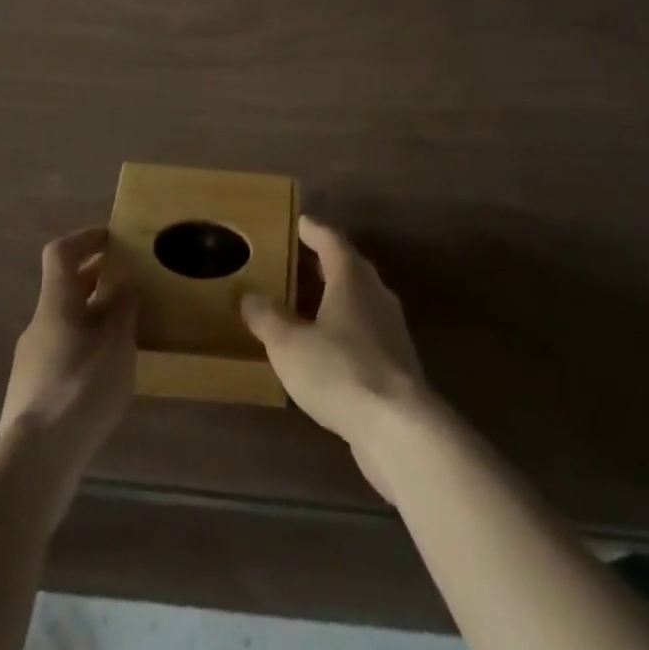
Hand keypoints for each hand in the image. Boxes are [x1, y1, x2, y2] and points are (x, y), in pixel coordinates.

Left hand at [0, 227, 137, 476]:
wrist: (35, 459)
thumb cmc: (81, 385)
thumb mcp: (116, 341)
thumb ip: (122, 307)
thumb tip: (123, 281)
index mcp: (56, 303)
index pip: (61, 253)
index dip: (85, 238)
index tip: (112, 238)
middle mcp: (39, 325)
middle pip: (64, 289)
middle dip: (96, 280)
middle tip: (129, 282)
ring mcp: (31, 362)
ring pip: (65, 324)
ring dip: (92, 318)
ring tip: (126, 333)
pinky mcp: (32, 395)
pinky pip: (63, 355)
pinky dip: (85, 350)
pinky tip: (106, 375)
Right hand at [240, 215, 429, 501]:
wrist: (399, 427)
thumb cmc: (340, 370)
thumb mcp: (289, 344)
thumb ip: (267, 317)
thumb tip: (249, 296)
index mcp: (351, 276)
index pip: (330, 239)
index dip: (311, 230)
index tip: (295, 222)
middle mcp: (375, 293)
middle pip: (347, 267)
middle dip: (320, 263)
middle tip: (291, 262)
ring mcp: (390, 328)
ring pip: (357, 300)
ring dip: (331, 297)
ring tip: (301, 304)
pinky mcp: (396, 361)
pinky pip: (363, 331)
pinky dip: (342, 329)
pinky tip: (323, 348)